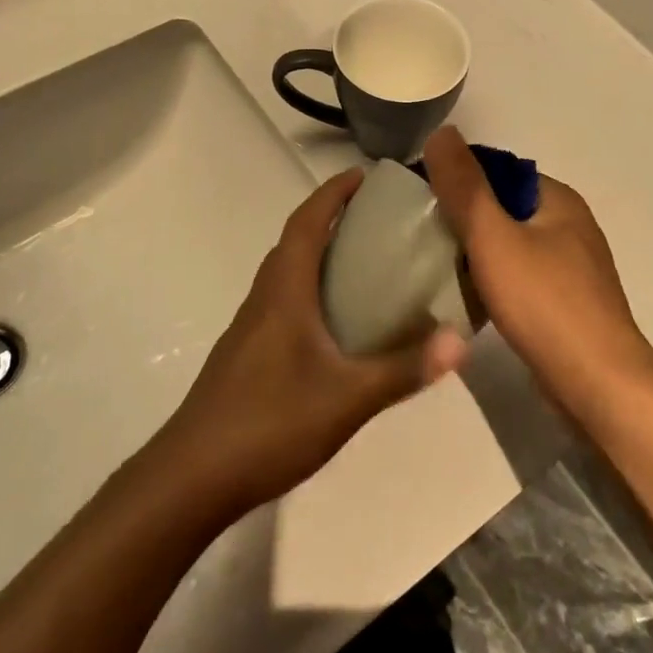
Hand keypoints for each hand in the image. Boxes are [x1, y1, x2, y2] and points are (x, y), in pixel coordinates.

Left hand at [160, 169, 468, 516]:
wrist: (193, 476)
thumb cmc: (269, 422)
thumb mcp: (347, 398)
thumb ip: (403, 369)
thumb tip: (459, 342)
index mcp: (284, 292)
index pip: (307, 223)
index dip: (333, 193)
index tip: (364, 175)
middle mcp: (264, 299)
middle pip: (296, 242)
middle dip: (331, 220)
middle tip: (377, 222)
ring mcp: (250, 328)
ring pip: (287, 275)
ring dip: (319, 257)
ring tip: (365, 267)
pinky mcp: (247, 355)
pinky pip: (283, 303)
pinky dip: (310, 292)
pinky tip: (336, 327)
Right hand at [423, 127, 652, 420]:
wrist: (599, 386)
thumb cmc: (545, 303)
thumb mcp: (494, 237)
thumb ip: (465, 186)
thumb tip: (441, 132)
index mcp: (557, 199)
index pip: (497, 171)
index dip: (456, 179)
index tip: (418, 200)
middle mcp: (569, 225)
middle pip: (502, 208)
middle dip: (461, 219)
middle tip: (418, 236)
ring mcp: (571, 267)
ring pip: (508, 245)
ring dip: (473, 253)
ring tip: (432, 267)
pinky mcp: (565, 303)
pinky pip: (518, 278)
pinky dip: (491, 281)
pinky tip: (465, 299)